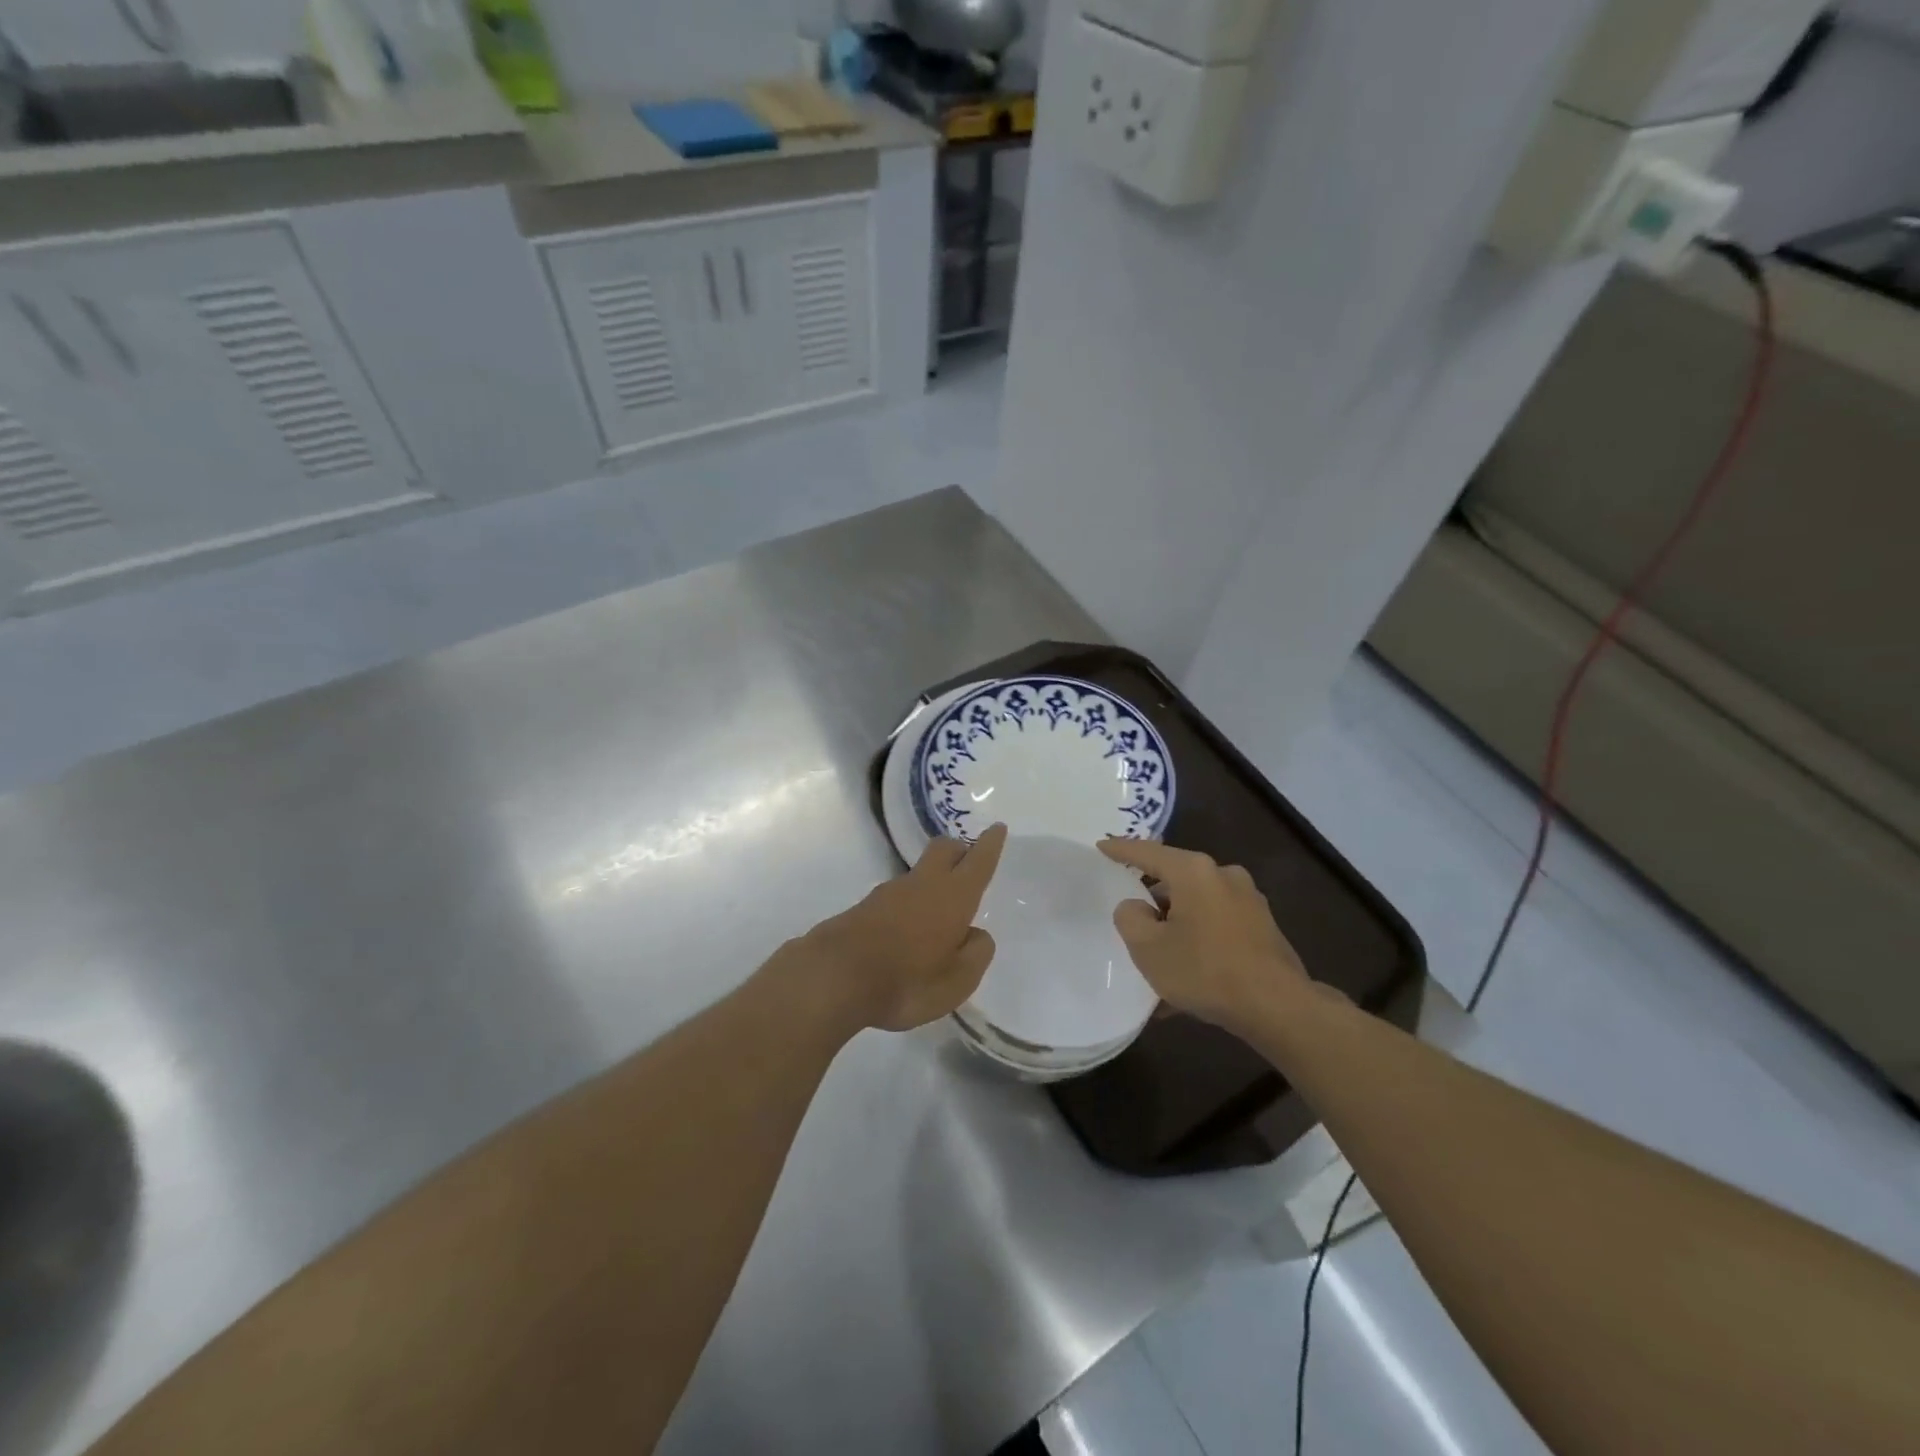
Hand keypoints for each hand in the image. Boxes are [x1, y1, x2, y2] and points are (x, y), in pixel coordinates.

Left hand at [799, 824, 1007, 1032]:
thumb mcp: (957, 981)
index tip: (997, 827)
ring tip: (939, 913)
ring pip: (919, 873)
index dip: (990, 844)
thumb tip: (975, 934)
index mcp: (953, 897)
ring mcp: (889, 893)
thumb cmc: (907, 981)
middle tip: (969, 861)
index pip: (978, 861)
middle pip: (944, 850)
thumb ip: (975, 954)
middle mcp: (922, 885)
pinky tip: (909, 931)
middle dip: (959, 849)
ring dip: (932, 881)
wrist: (834, 978)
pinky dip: (910, 904)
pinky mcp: (865, 907)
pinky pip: (897, 896)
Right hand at [1097, 839, 1310, 1035]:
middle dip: (1153, 899)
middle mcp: (1223, 876)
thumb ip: (1130, 918)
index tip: (1101, 846)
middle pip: (1175, 880)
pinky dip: (1199, 944)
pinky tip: (1188, 979)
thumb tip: (1137, 906)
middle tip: (1132, 918)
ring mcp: (1248, 901)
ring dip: (1177, 928)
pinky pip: (1218, 928)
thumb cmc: (1205, 970)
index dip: (1120, 850)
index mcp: (1194, 871)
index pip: (1147, 852)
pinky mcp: (1263, 928)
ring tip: (1159, 960)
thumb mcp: (1148, 948)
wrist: (1278, 1007)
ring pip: (1197, 907)